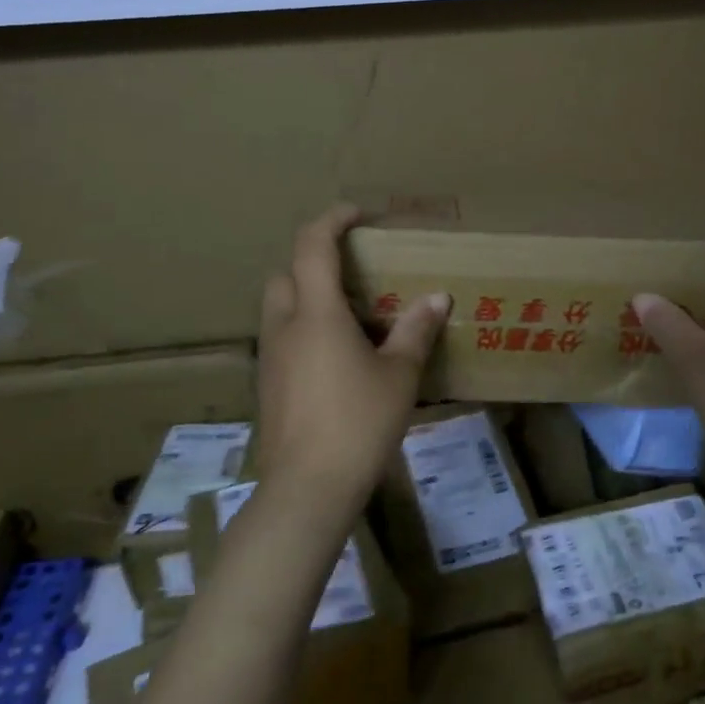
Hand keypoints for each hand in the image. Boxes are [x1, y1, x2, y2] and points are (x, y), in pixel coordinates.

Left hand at [255, 204, 448, 510]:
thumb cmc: (358, 423)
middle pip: (286, 273)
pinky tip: (335, 359)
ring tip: (349, 318)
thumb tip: (438, 298)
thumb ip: (415, 331)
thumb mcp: (398, 376)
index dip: (332, 219)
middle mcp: (284, 326)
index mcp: (316, 312)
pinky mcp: (267, 385)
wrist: (307, 489)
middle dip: (314, 261)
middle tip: (354, 275)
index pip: (312, 245)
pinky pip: (281, 339)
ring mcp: (270, 357)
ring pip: (280, 307)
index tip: (357, 214)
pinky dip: (303, 330)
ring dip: (307, 297)